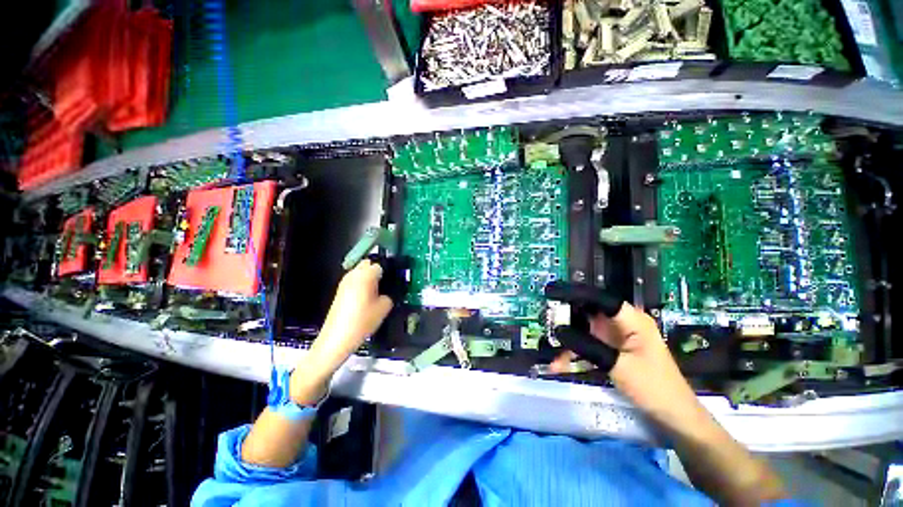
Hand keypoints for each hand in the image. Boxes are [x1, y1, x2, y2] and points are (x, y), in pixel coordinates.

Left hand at [291, 260, 392, 403]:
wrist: (337, 339)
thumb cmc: (363, 321)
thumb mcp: (384, 307)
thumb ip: (389, 294)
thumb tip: (388, 290)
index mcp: (366, 274)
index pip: (381, 264)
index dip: (390, 271)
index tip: (396, 280)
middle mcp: (354, 274)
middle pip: (369, 264)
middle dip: (379, 270)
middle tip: (388, 284)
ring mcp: (345, 282)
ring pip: (361, 272)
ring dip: (370, 277)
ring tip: (379, 291)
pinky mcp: (340, 291)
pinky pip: (355, 280)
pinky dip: (362, 284)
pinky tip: (368, 298)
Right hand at [546, 282, 694, 415]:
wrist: (673, 416)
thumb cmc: (653, 388)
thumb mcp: (618, 366)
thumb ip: (588, 346)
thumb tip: (560, 331)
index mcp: (631, 320)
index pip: (599, 298)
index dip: (574, 293)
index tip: (552, 295)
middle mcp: (622, 323)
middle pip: (588, 313)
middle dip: (566, 320)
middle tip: (545, 326)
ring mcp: (615, 336)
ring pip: (584, 330)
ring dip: (568, 342)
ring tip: (552, 356)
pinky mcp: (611, 349)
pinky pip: (588, 344)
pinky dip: (575, 354)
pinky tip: (560, 365)